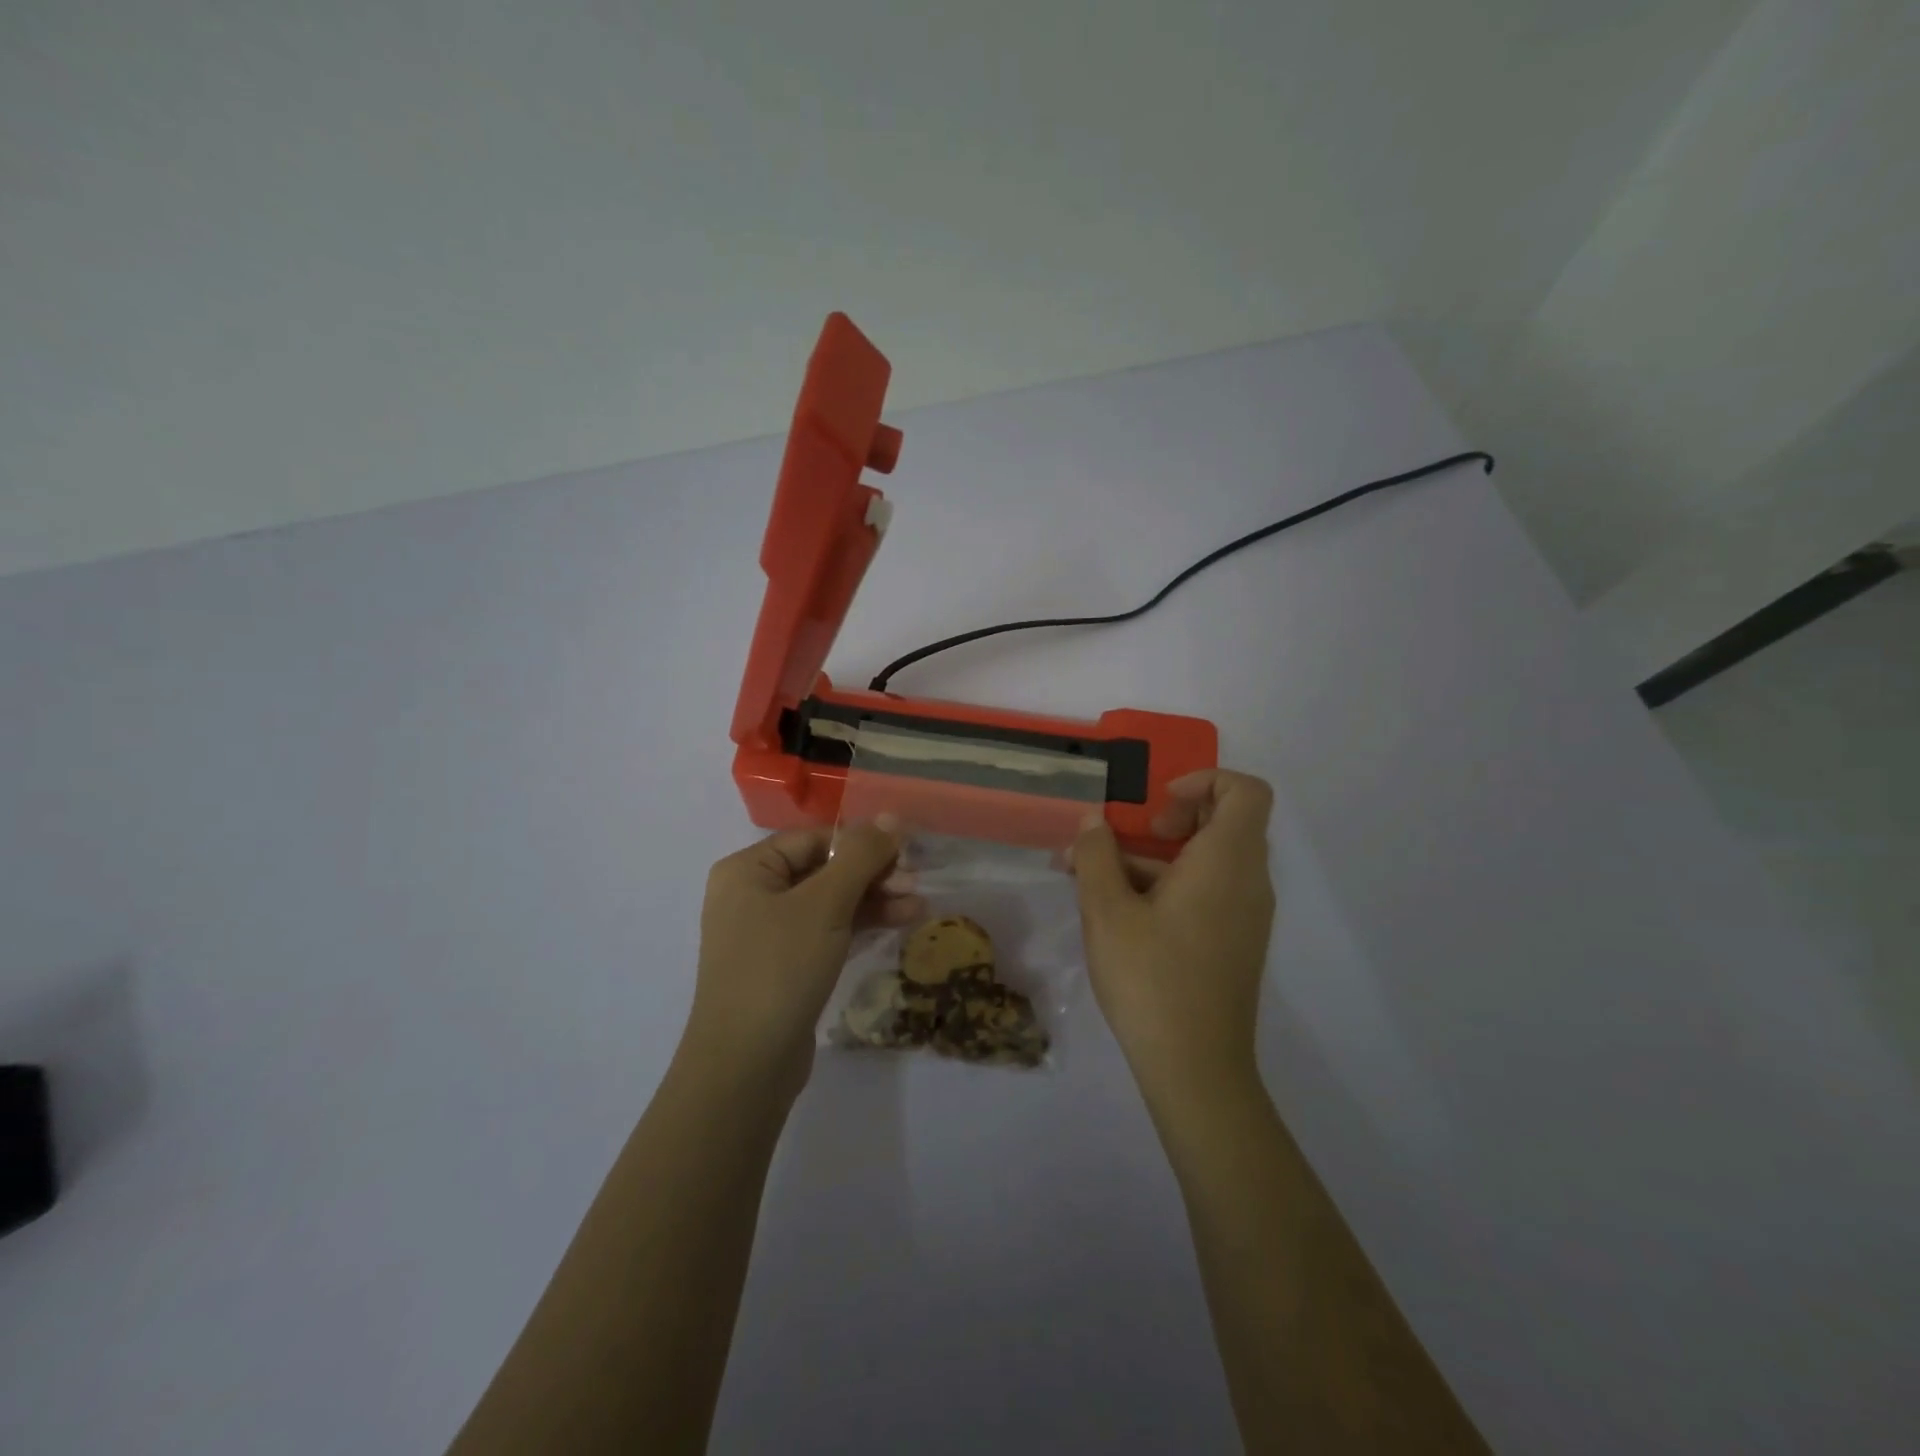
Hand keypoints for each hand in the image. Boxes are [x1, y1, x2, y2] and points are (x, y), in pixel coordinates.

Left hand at [684, 823, 919, 1102]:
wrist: (746, 1065)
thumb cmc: (780, 968)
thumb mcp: (825, 904)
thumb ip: (860, 856)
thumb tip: (890, 817)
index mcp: (748, 870)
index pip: (814, 839)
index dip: (861, 842)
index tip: (906, 853)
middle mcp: (753, 895)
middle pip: (823, 869)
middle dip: (872, 874)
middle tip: (916, 883)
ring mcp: (768, 934)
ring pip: (830, 902)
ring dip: (874, 900)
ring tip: (919, 906)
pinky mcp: (785, 966)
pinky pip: (827, 932)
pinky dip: (860, 926)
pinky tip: (899, 923)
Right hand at [1070, 770, 1275, 1096]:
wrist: (1196, 1069)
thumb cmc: (1151, 978)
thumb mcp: (1107, 911)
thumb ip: (1096, 855)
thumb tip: (1093, 821)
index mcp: (1227, 861)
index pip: (1245, 791)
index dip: (1203, 781)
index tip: (1155, 808)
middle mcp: (1248, 881)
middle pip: (1224, 821)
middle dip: (1166, 819)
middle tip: (1125, 839)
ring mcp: (1246, 915)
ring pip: (1207, 860)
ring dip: (1154, 858)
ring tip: (1093, 878)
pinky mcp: (1234, 941)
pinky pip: (1208, 891)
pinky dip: (1169, 886)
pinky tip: (1117, 912)